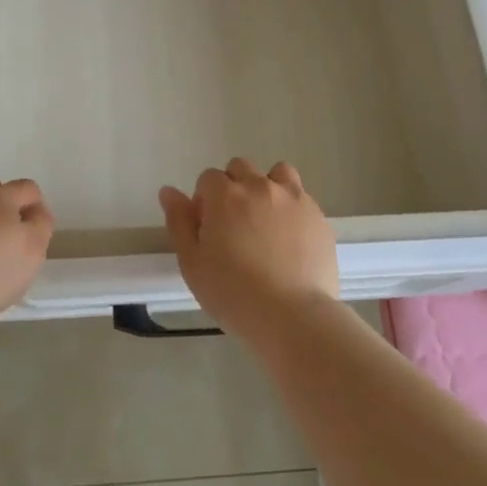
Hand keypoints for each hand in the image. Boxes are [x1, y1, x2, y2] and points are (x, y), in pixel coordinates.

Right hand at [158, 158, 338, 340]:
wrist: (293, 317)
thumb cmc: (233, 293)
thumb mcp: (192, 263)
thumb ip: (179, 221)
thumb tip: (168, 191)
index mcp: (225, 195)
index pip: (208, 178)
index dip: (204, 201)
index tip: (207, 229)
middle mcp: (260, 186)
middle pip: (241, 168)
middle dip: (232, 188)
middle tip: (233, 226)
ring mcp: (294, 199)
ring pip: (276, 173)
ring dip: (266, 187)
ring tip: (265, 222)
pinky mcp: (318, 217)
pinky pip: (301, 198)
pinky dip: (291, 208)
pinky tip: (289, 239)